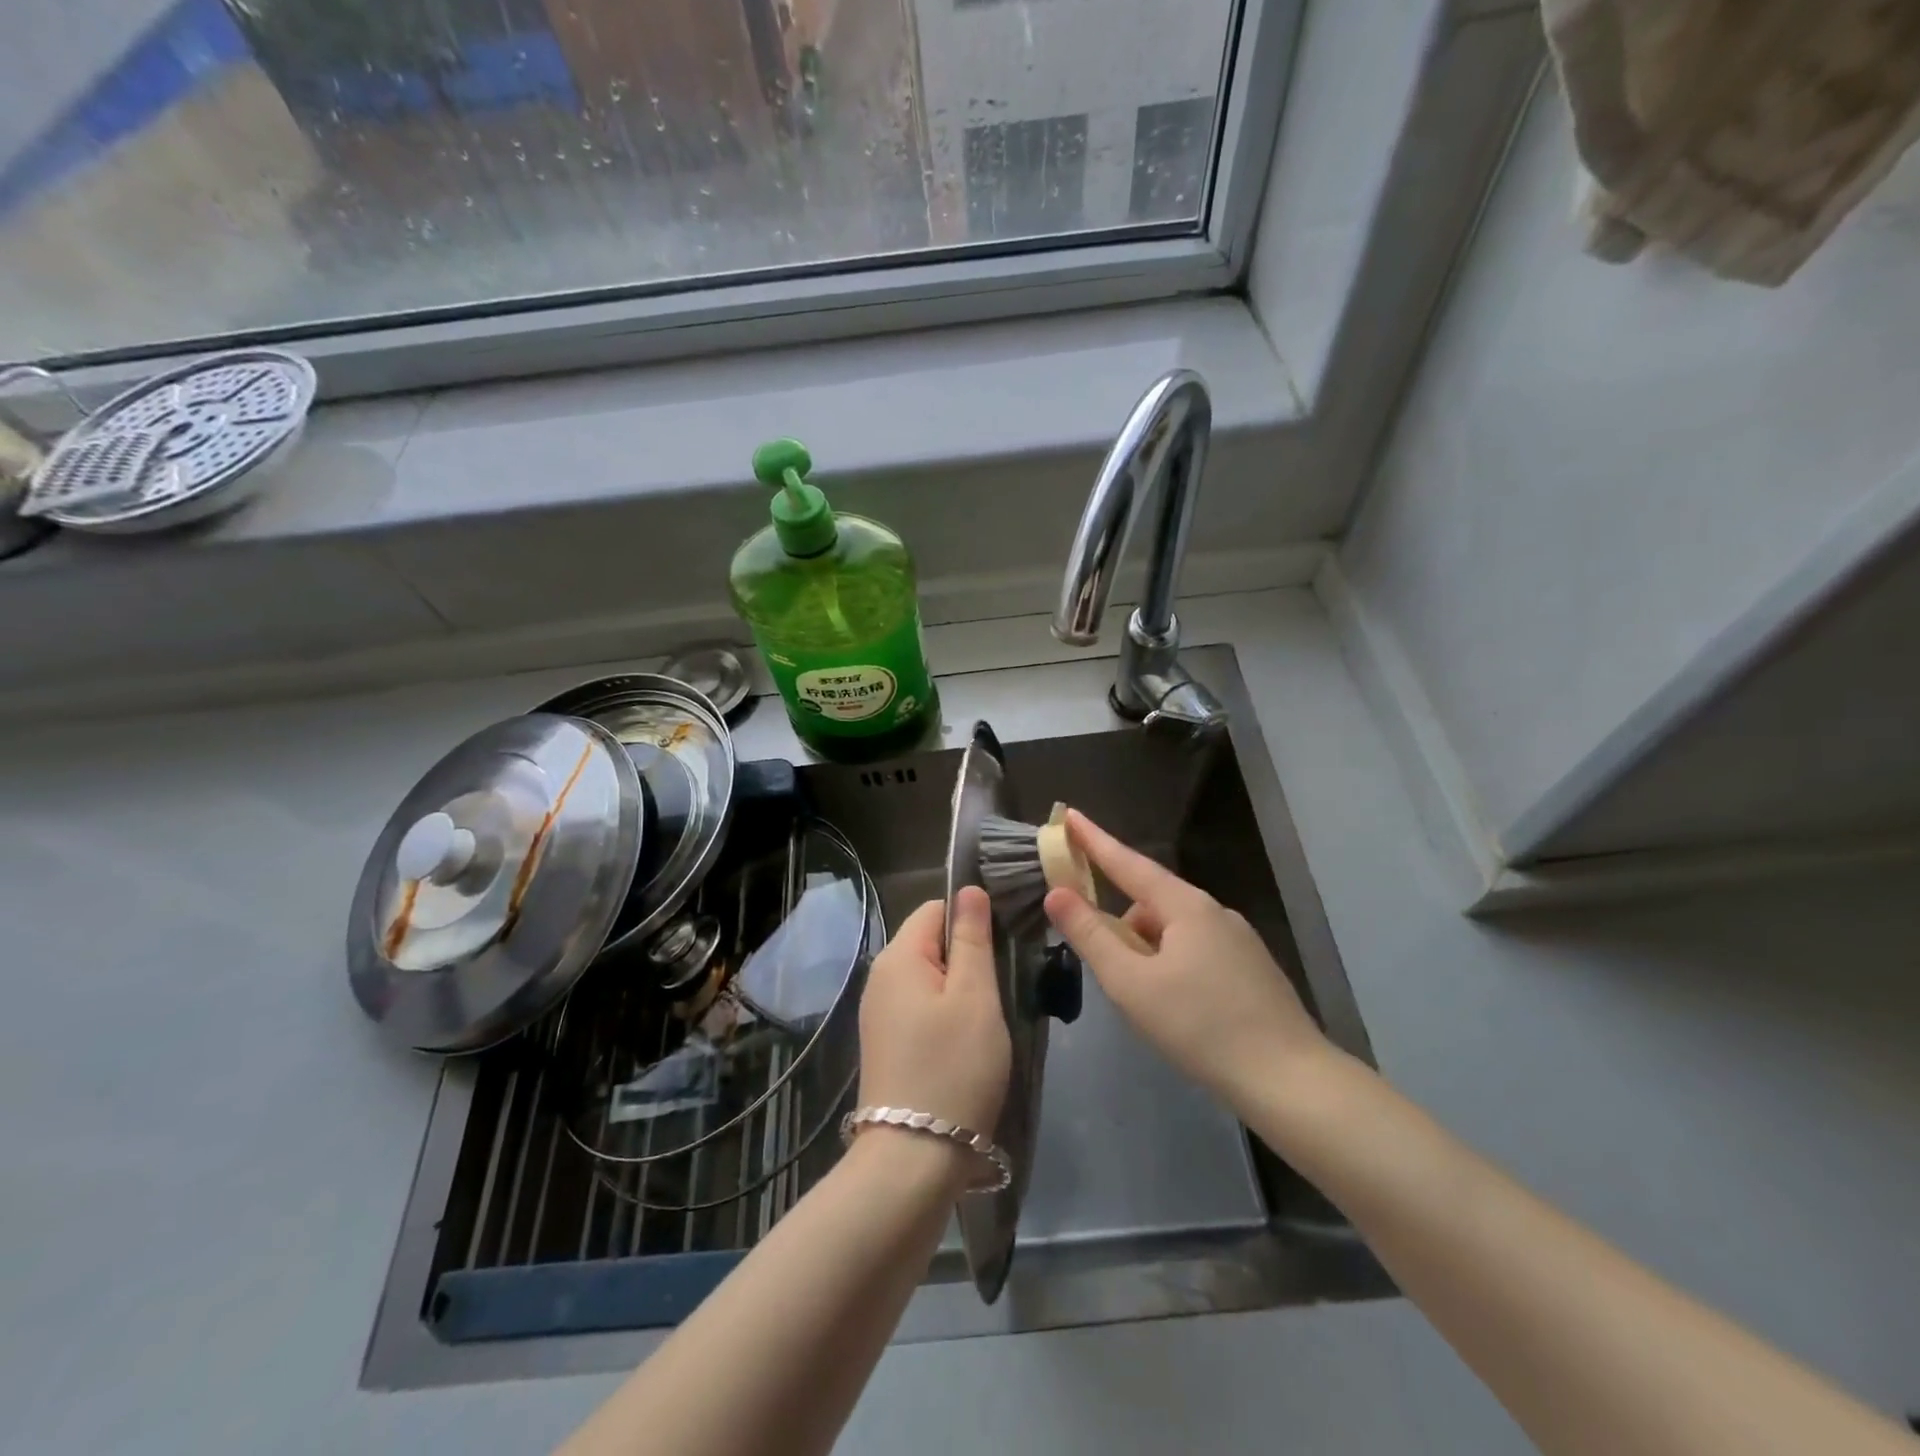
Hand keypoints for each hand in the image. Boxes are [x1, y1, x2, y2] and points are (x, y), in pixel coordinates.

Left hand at [857, 886, 1010, 1138]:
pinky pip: (921, 1007)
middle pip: (930, 942)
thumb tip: (969, 890)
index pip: (936, 909)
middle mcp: (880, 977)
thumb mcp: (975, 996)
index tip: (1002, 947)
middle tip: (1000, 988)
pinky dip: (945, 1013)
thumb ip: (973, 938)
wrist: (912, 1158)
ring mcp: (879, 1012)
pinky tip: (966, 1042)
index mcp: (898, 956)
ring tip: (988, 1018)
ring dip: (960, 988)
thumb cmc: (953, 1067)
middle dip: (967, 956)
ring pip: (929, 977)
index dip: (971, 919)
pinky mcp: (886, 1043)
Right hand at [1042, 810, 1331, 1104]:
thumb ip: (1091, 935)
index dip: (1094, 840)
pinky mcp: (1251, 968)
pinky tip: (1176, 1008)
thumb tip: (1057, 892)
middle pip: (1150, 902)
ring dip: (1147, 950)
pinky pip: (1196, 950)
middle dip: (1121, 924)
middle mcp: (1215, 912)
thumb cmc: (1201, 1027)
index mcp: (1186, 906)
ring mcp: (1239, 940)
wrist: (1290, 1081)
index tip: (1069, 816)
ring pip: (1174, 930)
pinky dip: (1172, 965)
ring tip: (1143, 1001)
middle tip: (1105, 966)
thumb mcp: (1131, 983)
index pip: (1128, 862)